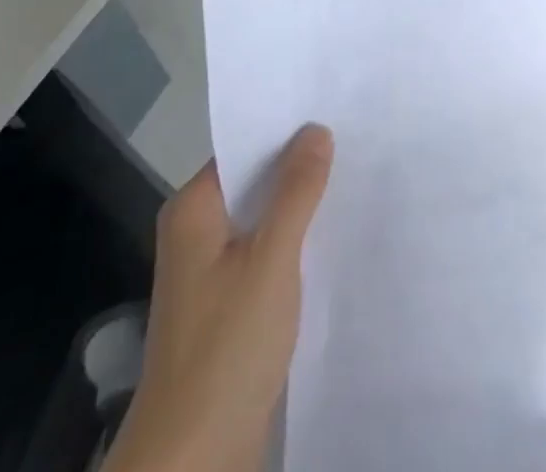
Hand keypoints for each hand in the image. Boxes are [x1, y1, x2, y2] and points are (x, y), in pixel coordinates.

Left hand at [108, 125, 334, 471]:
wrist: (193, 460)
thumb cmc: (226, 345)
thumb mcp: (271, 259)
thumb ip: (296, 191)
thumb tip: (316, 129)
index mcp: (193, 209)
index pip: (242, 147)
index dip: (284, 129)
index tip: (331, 109)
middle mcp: (195, 231)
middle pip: (253, 182)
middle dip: (297, 166)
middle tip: (353, 139)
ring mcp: (208, 271)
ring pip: (261, 219)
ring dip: (298, 206)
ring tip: (352, 179)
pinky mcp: (225, 305)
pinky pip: (263, 253)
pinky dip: (292, 242)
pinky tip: (330, 237)